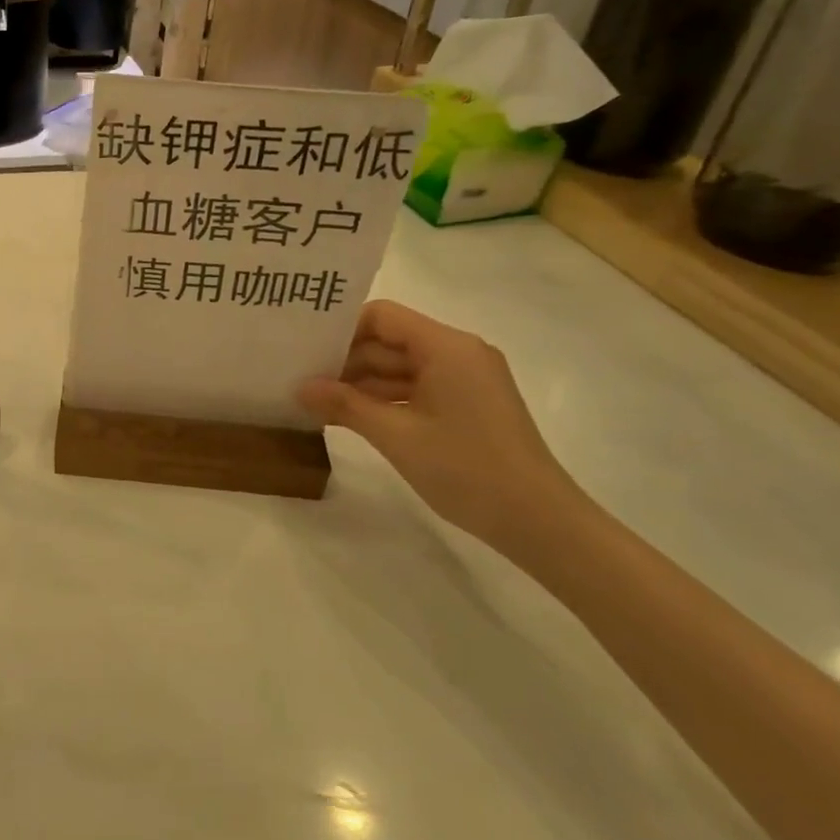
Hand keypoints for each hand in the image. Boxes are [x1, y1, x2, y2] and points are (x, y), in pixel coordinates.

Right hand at [298, 301, 592, 556]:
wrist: (540, 522)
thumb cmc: (467, 470)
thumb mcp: (396, 436)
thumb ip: (345, 405)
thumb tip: (300, 388)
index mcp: (446, 347)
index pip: (382, 317)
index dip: (342, 329)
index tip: (305, 348)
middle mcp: (458, 353)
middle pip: (389, 342)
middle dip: (345, 360)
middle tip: (299, 377)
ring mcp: (464, 380)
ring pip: (399, 368)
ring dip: (361, 383)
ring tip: (315, 400)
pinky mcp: (467, 404)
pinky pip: (416, 389)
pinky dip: (384, 400)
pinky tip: (348, 416)